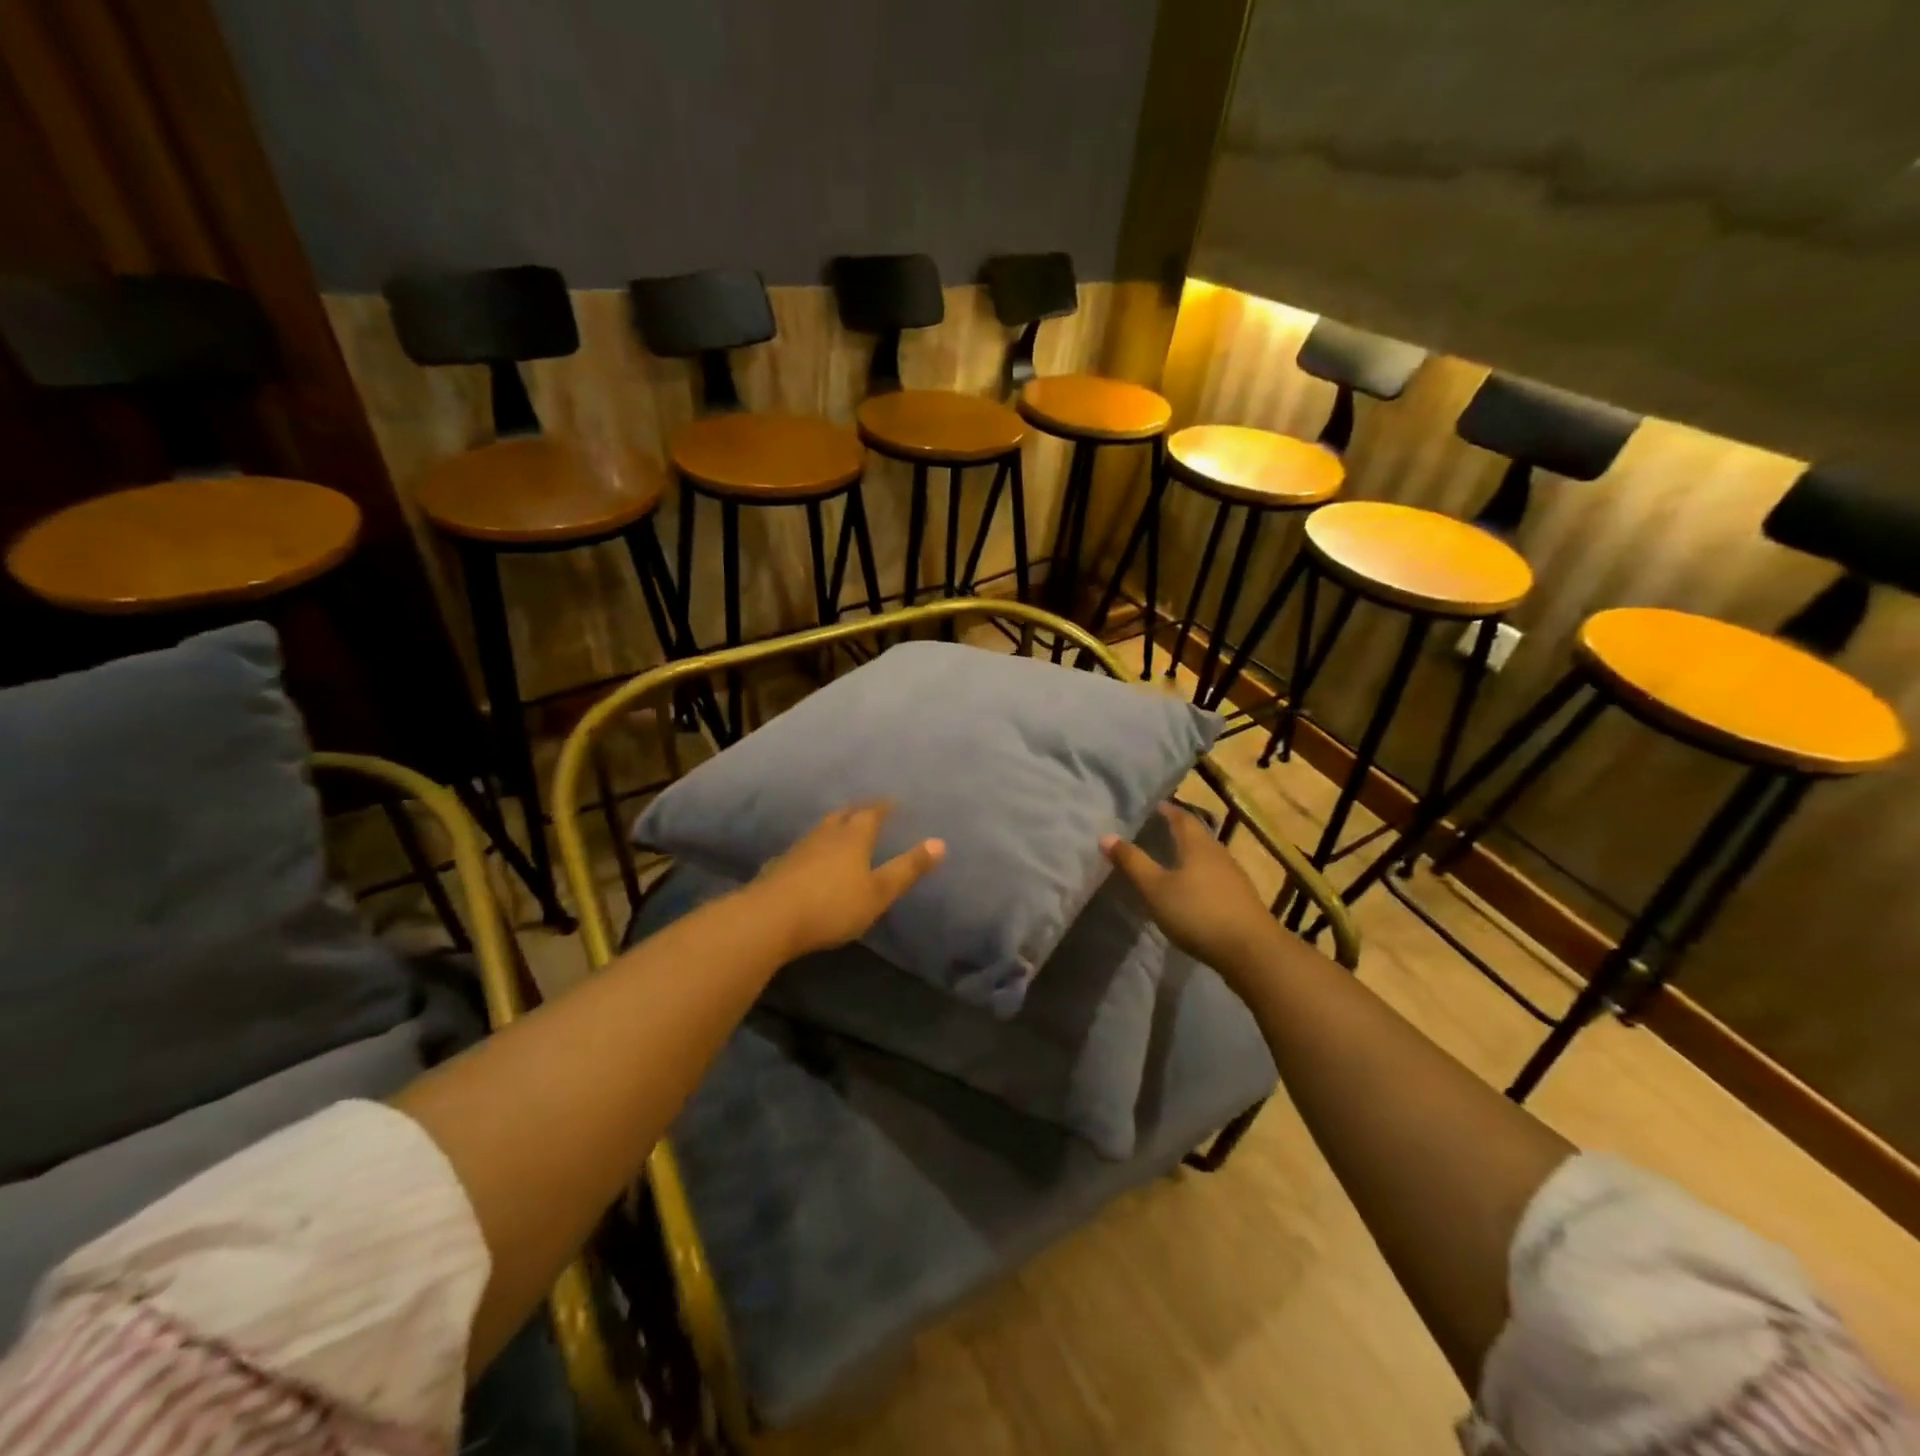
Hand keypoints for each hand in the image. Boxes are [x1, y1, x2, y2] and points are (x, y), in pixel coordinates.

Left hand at [750, 802, 944, 958]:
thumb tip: (940, 842)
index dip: (884, 807)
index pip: (871, 813)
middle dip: (857, 812)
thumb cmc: (833, 905)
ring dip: (834, 827)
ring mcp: (799, 849)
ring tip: (841, 831)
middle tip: (867, 811)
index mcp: (853, 836)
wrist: (770, 919)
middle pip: (843, 815)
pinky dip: (813, 849)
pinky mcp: (779, 866)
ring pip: (821, 830)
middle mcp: (826, 834)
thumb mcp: (879, 892)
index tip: (893, 802)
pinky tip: (810, 860)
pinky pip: (803, 849)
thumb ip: (908, 869)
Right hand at [1102, 803, 1283, 979]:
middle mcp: (1218, 854)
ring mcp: (1233, 877)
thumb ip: (1132, 862)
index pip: (1181, 817)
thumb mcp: (1156, 888)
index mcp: (1197, 845)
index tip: (1153, 806)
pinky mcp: (1240, 899)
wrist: (1252, 951)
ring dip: (1190, 853)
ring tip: (1170, 858)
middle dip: (1178, 830)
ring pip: (1207, 856)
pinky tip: (1191, 889)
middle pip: (1197, 835)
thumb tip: (1106, 836)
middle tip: (1157, 829)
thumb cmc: (1198, 912)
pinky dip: (1199, 875)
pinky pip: (1215, 876)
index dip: (1167, 810)